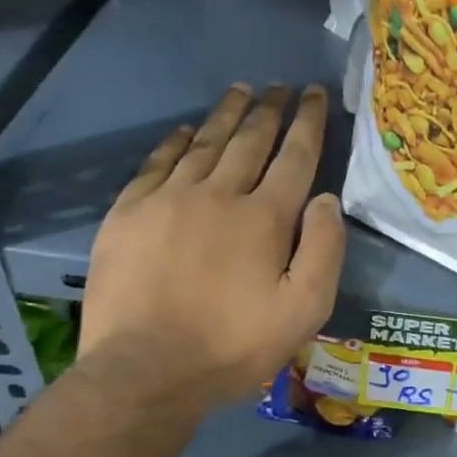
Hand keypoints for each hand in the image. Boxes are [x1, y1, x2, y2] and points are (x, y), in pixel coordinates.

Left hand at [77, 83, 345, 409]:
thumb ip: (324, 251)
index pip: (294, 157)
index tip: (314, 94)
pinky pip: (158, 162)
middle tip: (280, 86)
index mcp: (265, 218)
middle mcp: (218, 194)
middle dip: (269, 110)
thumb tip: (327, 199)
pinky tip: (187, 130)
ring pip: (205, 143)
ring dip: (227, 115)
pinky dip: (177, 141)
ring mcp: (168, 199)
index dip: (308, 123)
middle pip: (249, 140)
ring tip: (241, 92)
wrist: (145, 369)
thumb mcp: (304, 312)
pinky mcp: (129, 213)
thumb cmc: (233, 347)